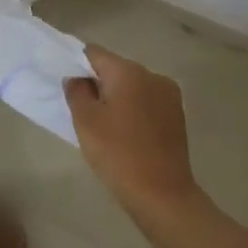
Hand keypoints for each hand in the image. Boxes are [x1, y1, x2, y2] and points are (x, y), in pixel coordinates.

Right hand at [66, 44, 207, 227]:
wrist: (162, 194)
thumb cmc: (118, 153)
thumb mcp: (85, 121)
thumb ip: (76, 91)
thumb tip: (76, 78)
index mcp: (128, 71)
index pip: (94, 53)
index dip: (78, 66)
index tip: (70, 88)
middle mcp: (152, 75)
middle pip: (115, 69)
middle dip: (98, 84)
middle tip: (85, 112)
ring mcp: (168, 95)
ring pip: (132, 86)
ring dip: (117, 98)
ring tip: (106, 127)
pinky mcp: (177, 115)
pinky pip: (147, 102)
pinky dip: (134, 110)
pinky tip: (127, 135)